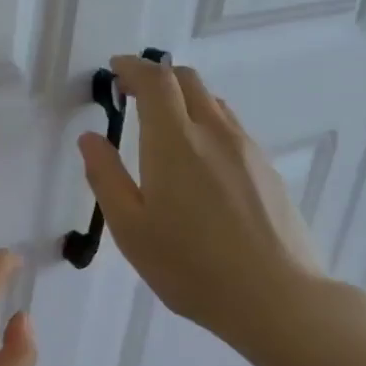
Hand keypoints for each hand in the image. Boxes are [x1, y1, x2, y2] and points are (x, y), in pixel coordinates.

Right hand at [78, 58, 324, 347]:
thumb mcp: (130, 227)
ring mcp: (246, 149)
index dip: (132, 67)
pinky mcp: (266, 168)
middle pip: (187, 80)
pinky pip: (230, 127)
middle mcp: (213, 133)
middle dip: (156, 77)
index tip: (114, 70)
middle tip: (131, 94)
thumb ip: (105, 177)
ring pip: (212, 102)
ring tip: (161, 126)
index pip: (155, 81)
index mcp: (174, 142)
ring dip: (183, 99)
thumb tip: (90, 138)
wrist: (276, 298)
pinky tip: (196, 159)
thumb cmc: (189, 266)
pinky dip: (205, 121)